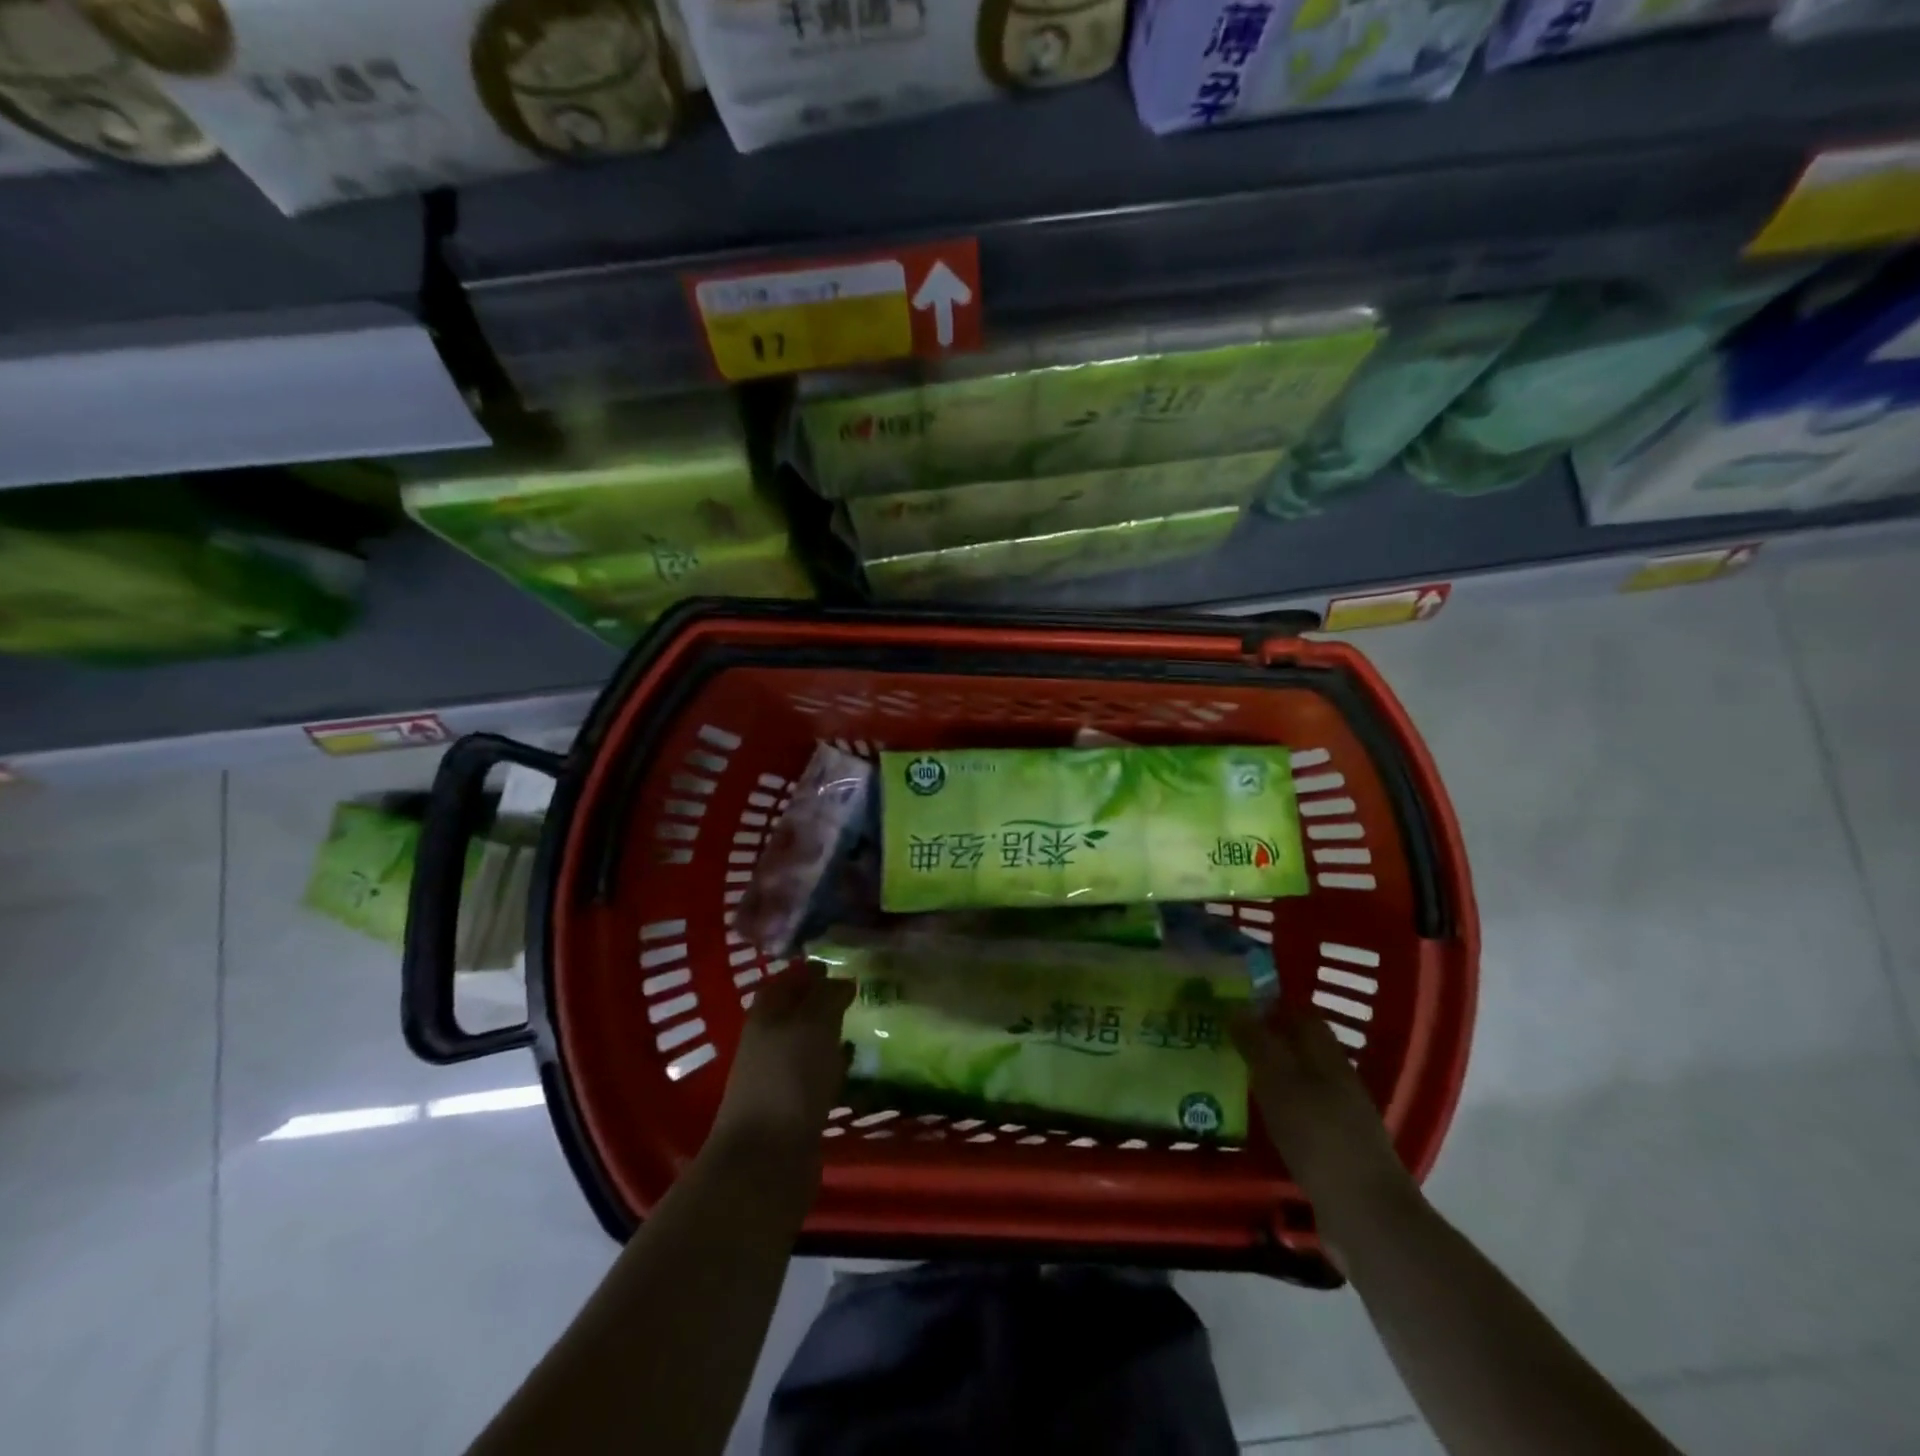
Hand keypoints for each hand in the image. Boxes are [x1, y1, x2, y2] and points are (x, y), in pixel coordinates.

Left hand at [711, 964, 853, 1166]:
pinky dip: (831, 1066)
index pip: (784, 980)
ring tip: (860, 1026)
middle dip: (821, 1002)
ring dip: (828, 1034)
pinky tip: (851, 1067)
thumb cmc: (790, 1078)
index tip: (839, 964)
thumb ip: (828, 996)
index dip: (808, 971)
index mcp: (765, 1015)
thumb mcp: (814, 1024)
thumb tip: (841, 979)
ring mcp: (776, 1077)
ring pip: (805, 1044)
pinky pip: (813, 1076)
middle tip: (857, 994)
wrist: (767, 1159)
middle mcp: (766, 1041)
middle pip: (794, 1012)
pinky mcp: (790, 1108)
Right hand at [1231, 1006, 1416, 1224]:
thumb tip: (1236, 1007)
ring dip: (1268, 1075)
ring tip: (1229, 1074)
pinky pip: (1299, 1115)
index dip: (1272, 1004)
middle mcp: (1337, 1081)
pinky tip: (1252, 1118)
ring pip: (1298, 1082)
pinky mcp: (1334, 1151)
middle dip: (1265, 1039)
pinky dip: (1276, 1109)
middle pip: (1300, 1048)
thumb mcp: (1279, 1082)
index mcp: (1329, 1058)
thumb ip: (1257, 1043)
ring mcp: (1340, 1118)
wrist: (1365, 1216)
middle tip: (1223, 1038)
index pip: (1303, 1014)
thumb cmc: (1320, 1136)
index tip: (1234, 1002)